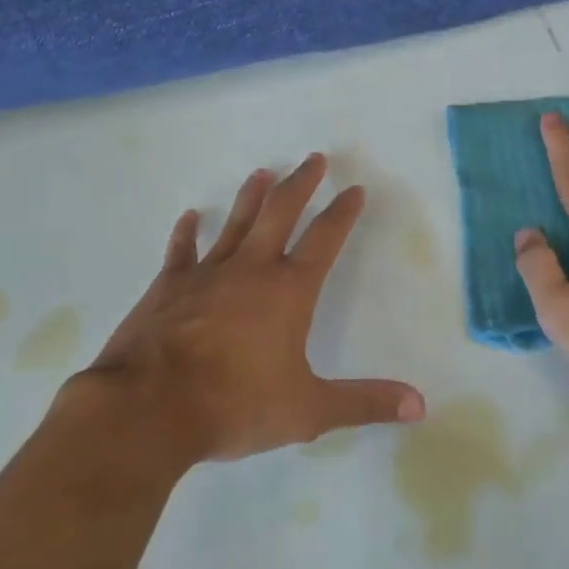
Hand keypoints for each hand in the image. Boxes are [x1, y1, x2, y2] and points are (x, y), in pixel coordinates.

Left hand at [79, 154, 425, 462]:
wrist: (149, 408)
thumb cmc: (234, 405)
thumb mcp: (308, 411)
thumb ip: (364, 403)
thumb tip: (420, 406)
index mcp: (288, 291)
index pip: (324, 239)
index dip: (342, 213)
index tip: (354, 189)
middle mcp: (251, 270)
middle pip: (280, 213)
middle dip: (301, 184)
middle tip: (314, 158)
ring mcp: (206, 274)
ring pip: (235, 223)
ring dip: (251, 196)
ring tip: (263, 172)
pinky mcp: (168, 287)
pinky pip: (181, 251)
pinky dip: (186, 233)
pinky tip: (189, 216)